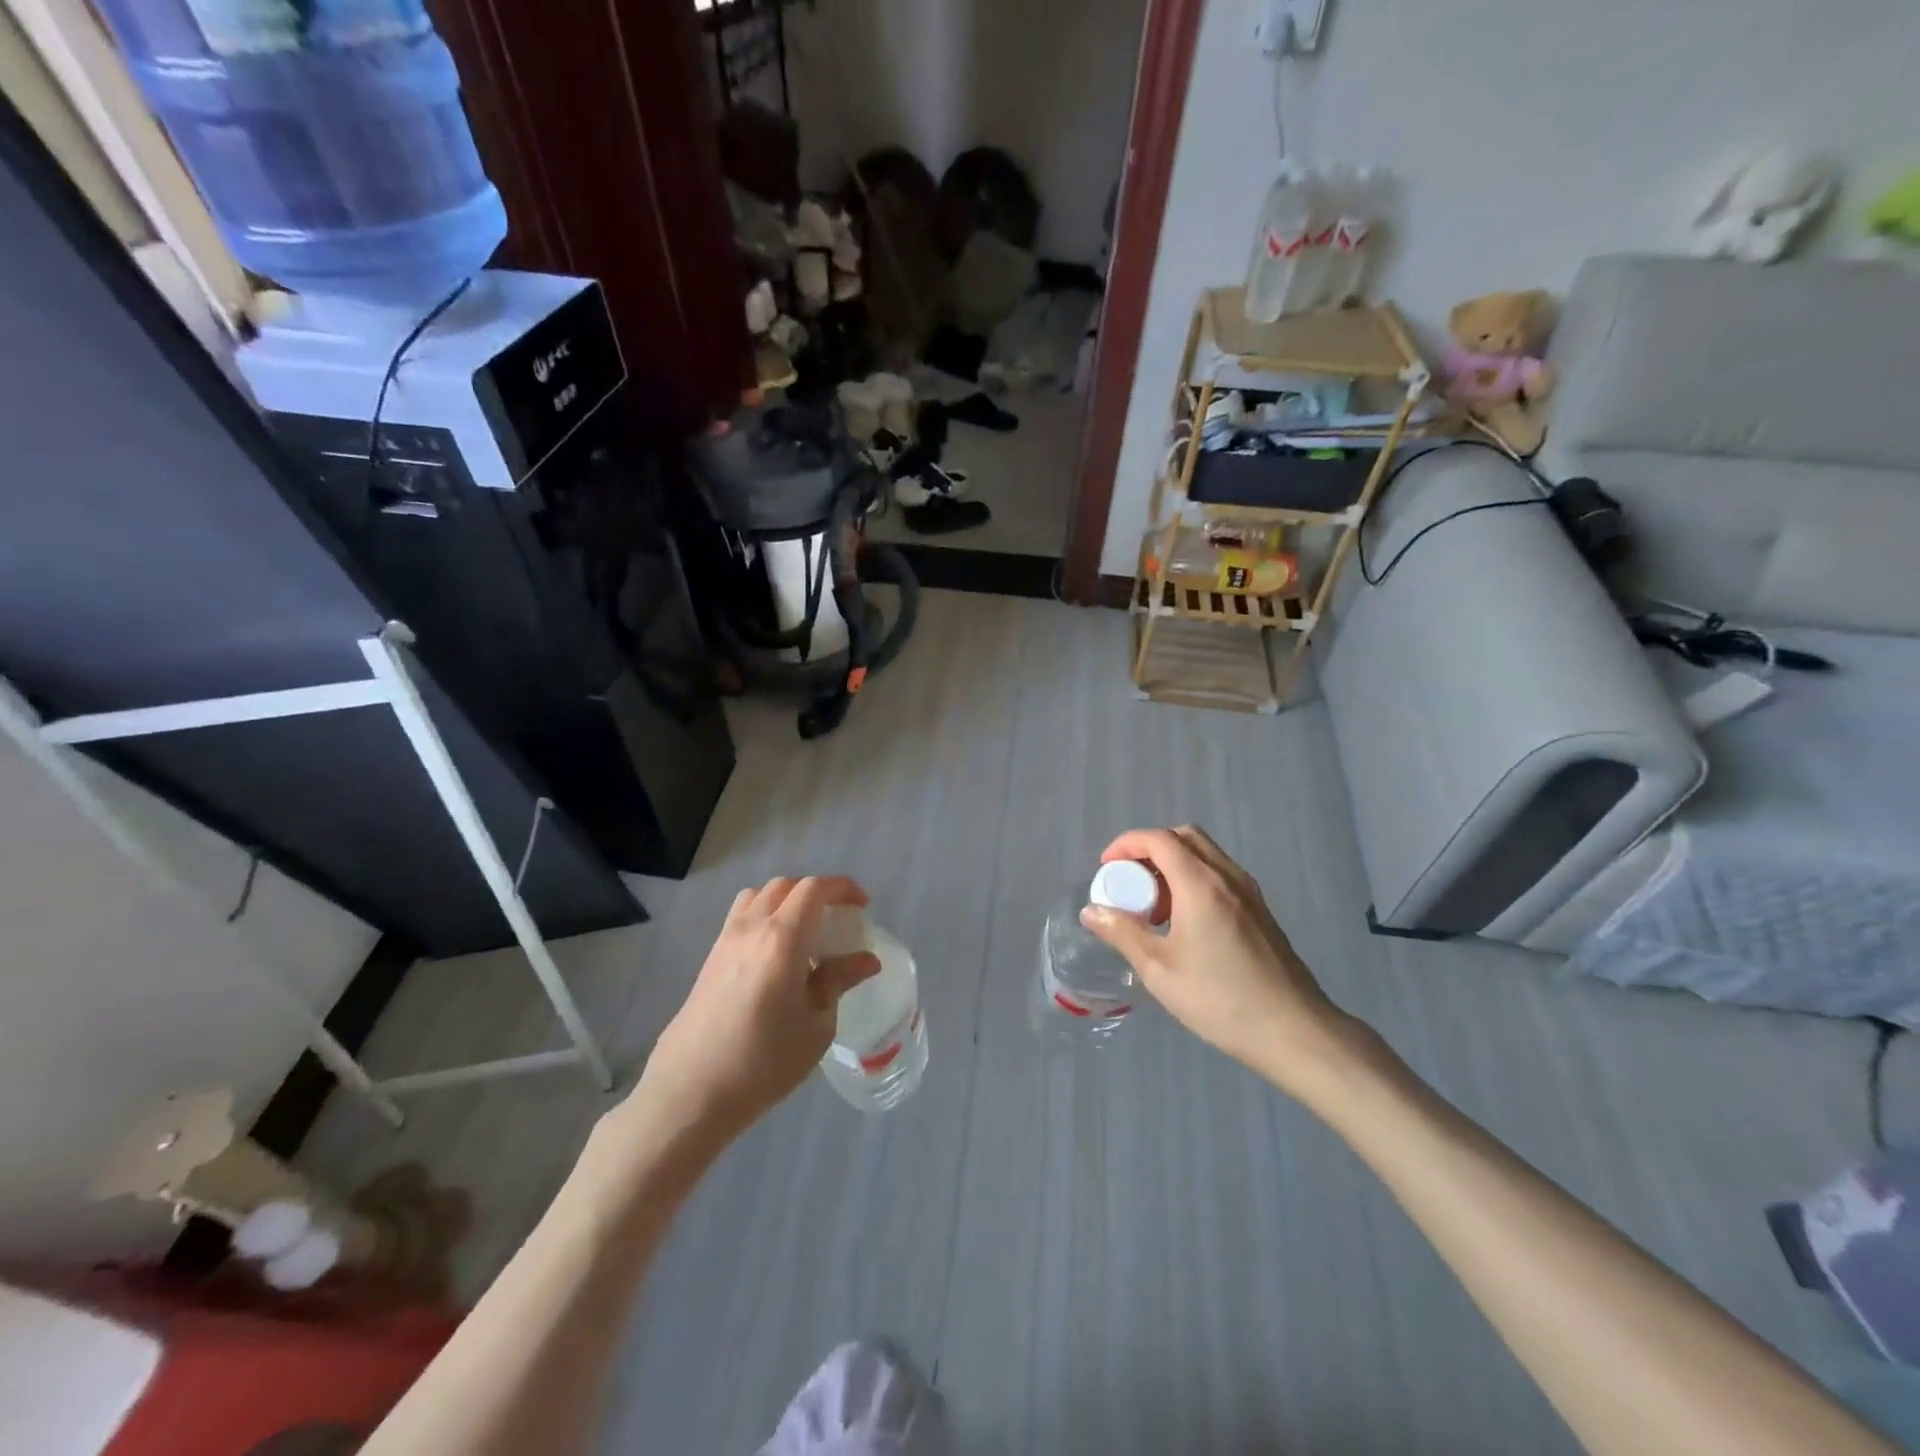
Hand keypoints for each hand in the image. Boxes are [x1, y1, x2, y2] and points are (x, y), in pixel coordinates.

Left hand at [629, 876, 880, 1147]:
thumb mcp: (816, 1026)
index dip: (842, 888)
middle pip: (785, 886)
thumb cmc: (763, 1062)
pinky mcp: (710, 959)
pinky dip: (764, 916)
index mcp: (783, 938)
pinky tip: (775, 954)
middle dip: (816, 892)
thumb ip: (839, 982)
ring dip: (786, 900)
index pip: (815, 889)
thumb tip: (867, 960)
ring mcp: (725, 941)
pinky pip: (741, 917)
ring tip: (804, 930)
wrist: (690, 1092)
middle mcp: (752, 927)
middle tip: (837, 918)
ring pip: (758, 896)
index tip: (862, 906)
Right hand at [1080, 826, 1357, 1097]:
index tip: (1106, 869)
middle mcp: (1227, 877)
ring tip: (1154, 908)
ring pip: (1205, 855)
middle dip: (1150, 850)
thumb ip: (1122, 933)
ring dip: (1173, 865)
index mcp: (1201, 884)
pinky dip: (1194, 880)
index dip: (1126, 844)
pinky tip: (1184, 923)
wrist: (1294, 1031)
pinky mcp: (1260, 911)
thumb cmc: (1220, 999)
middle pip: (1184, 837)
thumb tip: (1091, 911)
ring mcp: (1249, 893)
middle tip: (1130, 883)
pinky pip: (1220, 876)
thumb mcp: (1159, 969)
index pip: (1159, 839)